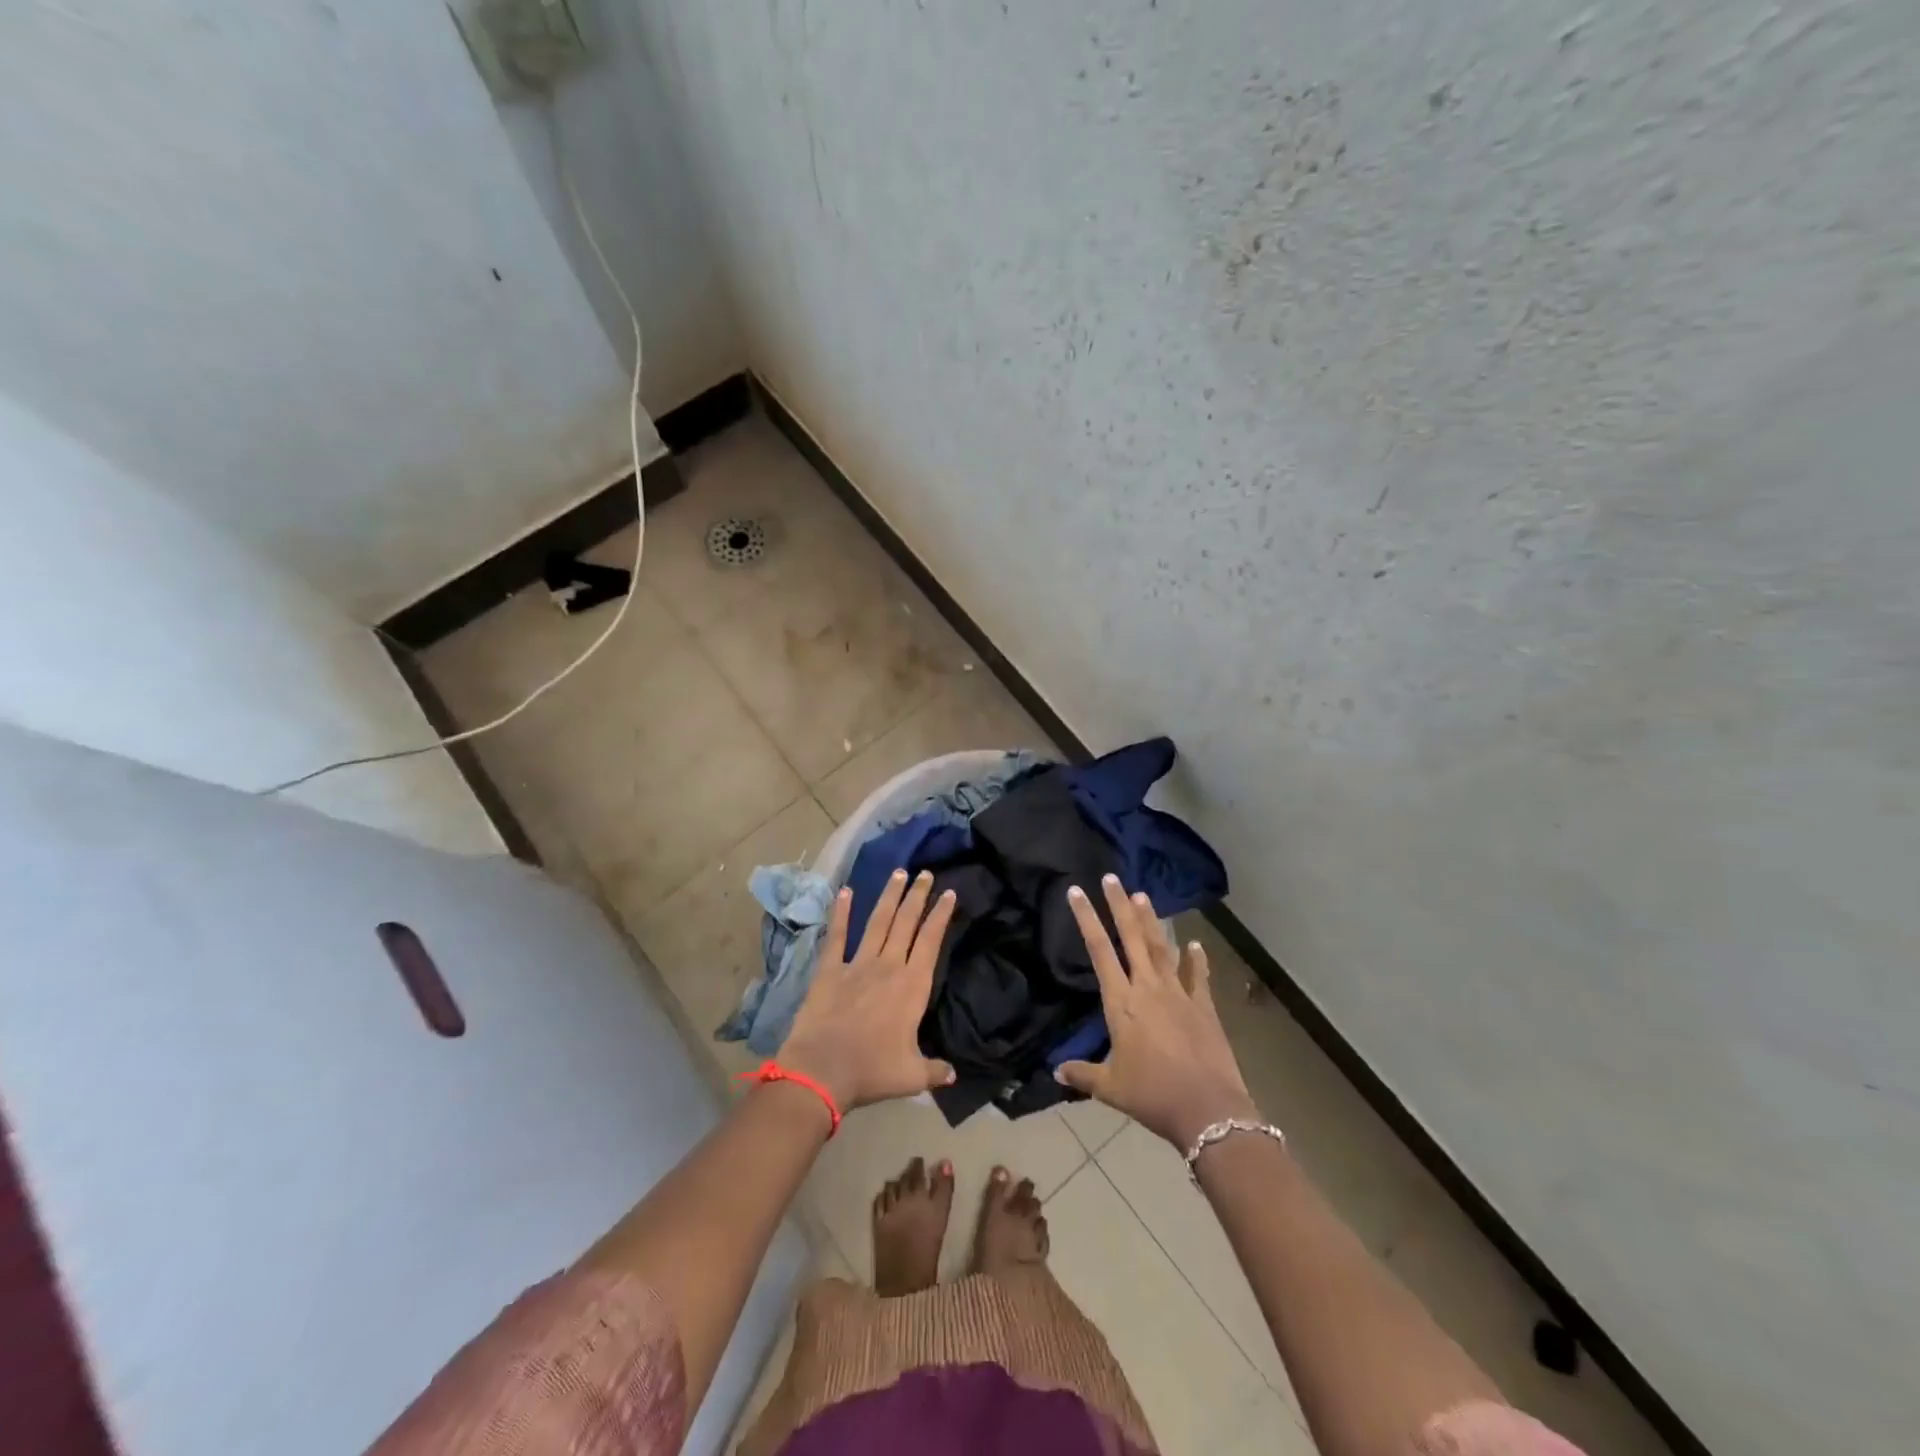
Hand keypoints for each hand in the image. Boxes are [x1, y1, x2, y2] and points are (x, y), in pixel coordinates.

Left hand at [778, 869, 958, 1112]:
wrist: (822, 1070)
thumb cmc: (872, 1071)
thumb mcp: (912, 1076)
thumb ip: (934, 1070)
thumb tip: (952, 1074)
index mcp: (913, 986)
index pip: (931, 940)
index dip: (940, 915)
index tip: (948, 893)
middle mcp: (889, 965)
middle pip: (906, 922)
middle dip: (917, 896)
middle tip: (925, 873)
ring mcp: (857, 963)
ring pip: (878, 921)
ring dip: (889, 896)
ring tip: (899, 873)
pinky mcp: (830, 969)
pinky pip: (837, 935)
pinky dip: (841, 912)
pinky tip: (844, 891)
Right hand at [1057, 876, 1259, 1149]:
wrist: (1208, 1109)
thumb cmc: (1152, 1095)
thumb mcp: (1110, 1088)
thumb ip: (1082, 1074)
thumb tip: (1056, 1070)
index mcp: (1121, 1002)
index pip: (1098, 951)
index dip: (1086, 919)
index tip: (1077, 891)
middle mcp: (1148, 988)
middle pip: (1130, 937)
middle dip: (1119, 905)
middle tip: (1111, 878)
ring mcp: (1179, 994)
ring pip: (1161, 948)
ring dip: (1150, 921)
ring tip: (1142, 895)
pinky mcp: (1204, 1007)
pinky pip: (1199, 976)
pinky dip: (1197, 959)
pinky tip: (1195, 943)